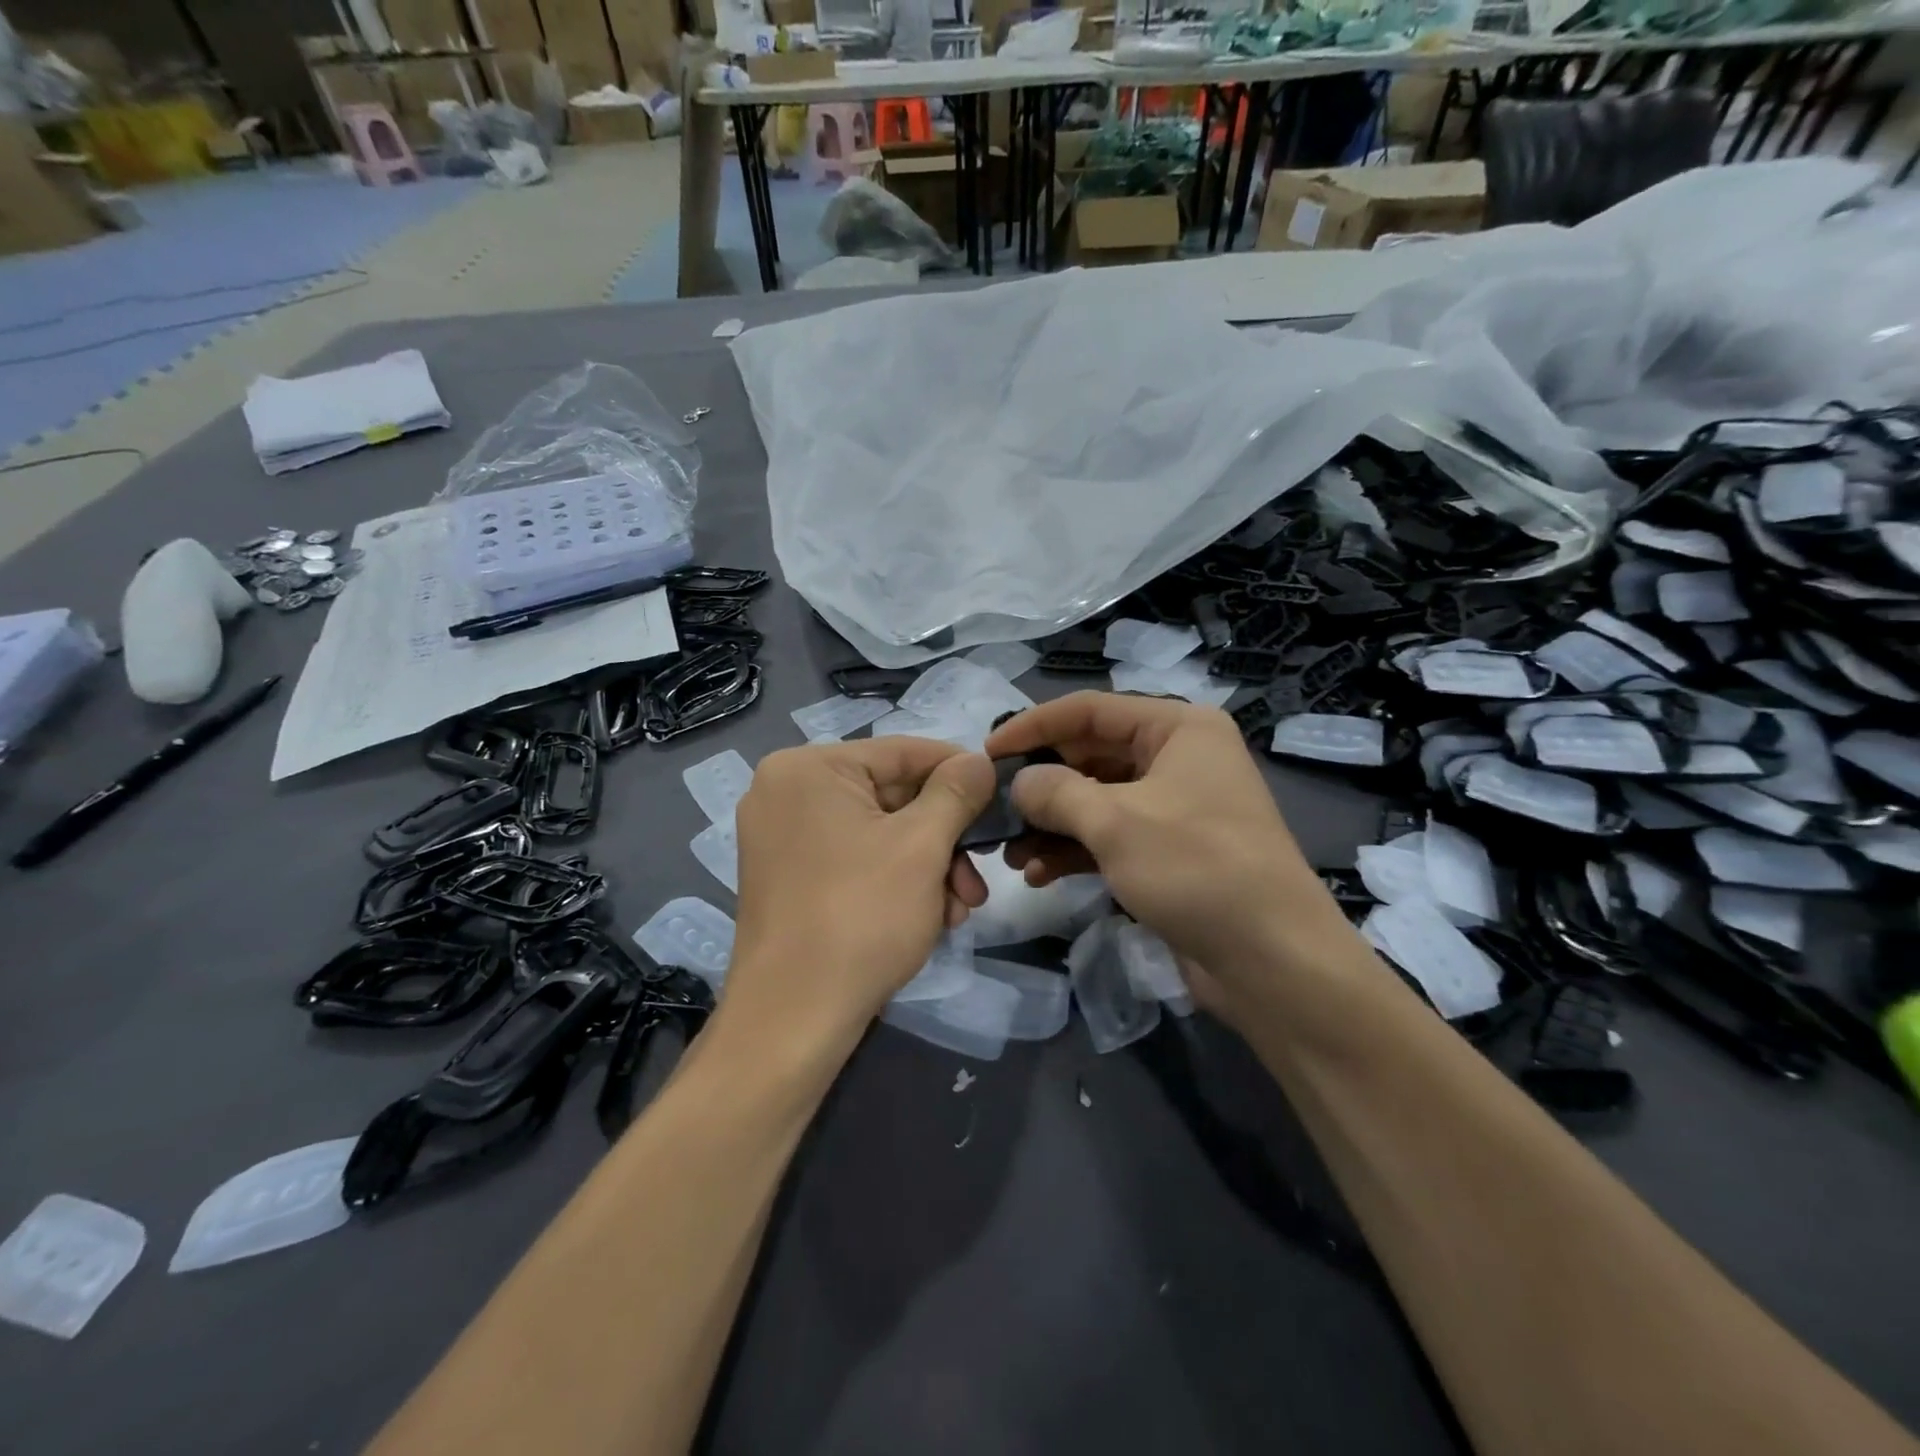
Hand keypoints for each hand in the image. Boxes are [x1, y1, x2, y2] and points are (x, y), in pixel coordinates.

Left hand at [726, 738, 995, 1043]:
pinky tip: (928, 918)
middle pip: (891, 797)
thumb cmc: (860, 916)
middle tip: (977, 880)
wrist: (792, 1019)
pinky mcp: (787, 877)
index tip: (1001, 794)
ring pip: (878, 833)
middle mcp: (786, 792)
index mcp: (808, 768)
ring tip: (958, 911)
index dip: (959, 771)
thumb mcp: (922, 846)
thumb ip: (956, 792)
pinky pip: (855, 859)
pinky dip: (895, 881)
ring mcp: (781, 837)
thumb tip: (980, 759)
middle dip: (944, 840)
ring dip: (928, 867)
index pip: (902, 752)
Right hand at [986, 692, 1358, 999]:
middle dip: (1041, 785)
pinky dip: (1074, 851)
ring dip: (1051, 824)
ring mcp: (1174, 807)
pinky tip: (1039, 876)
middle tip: (994, 809)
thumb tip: (1020, 783)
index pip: (1090, 710)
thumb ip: (1056, 793)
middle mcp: (1178, 758)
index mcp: (1178, 728)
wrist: (1273, 962)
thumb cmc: (1196, 869)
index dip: (1033, 726)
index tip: (986, 752)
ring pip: (1096, 801)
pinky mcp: (1169, 851)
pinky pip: (1110, 837)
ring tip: (1010, 854)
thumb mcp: (1115, 822)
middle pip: (1090, 756)